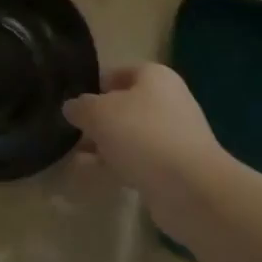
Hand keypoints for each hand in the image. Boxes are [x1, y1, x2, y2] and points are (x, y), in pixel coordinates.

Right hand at [63, 64, 227, 219]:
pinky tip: (91, 177)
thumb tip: (72, 107)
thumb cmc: (143, 135)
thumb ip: (81, 107)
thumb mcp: (99, 113)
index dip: (94, 85)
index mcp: (155, 77)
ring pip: (129, 137)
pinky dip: (115, 167)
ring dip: (103, 146)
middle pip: (124, 106)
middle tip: (70, 132)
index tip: (71, 101)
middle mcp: (167, 102)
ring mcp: (173, 137)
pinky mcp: (173, 169)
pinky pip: (137, 162)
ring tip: (73, 157)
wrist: (191, 189)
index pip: (119, 73)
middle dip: (97, 120)